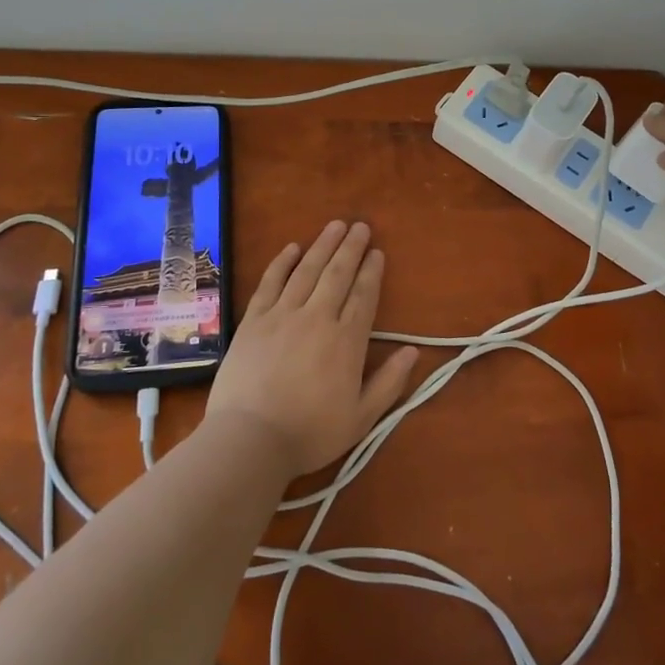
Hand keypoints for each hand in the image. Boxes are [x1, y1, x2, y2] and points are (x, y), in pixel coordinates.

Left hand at [206, 221, 420, 479]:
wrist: (250, 439)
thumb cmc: (310, 433)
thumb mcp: (361, 418)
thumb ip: (389, 382)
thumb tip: (413, 351)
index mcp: (346, 341)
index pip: (364, 296)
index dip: (372, 272)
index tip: (377, 252)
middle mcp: (317, 318)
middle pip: (338, 274)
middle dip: (351, 248)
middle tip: (361, 226)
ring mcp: (282, 315)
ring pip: (307, 270)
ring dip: (323, 245)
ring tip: (335, 225)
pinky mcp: (254, 320)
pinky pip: (270, 282)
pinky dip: (282, 263)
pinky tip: (292, 248)